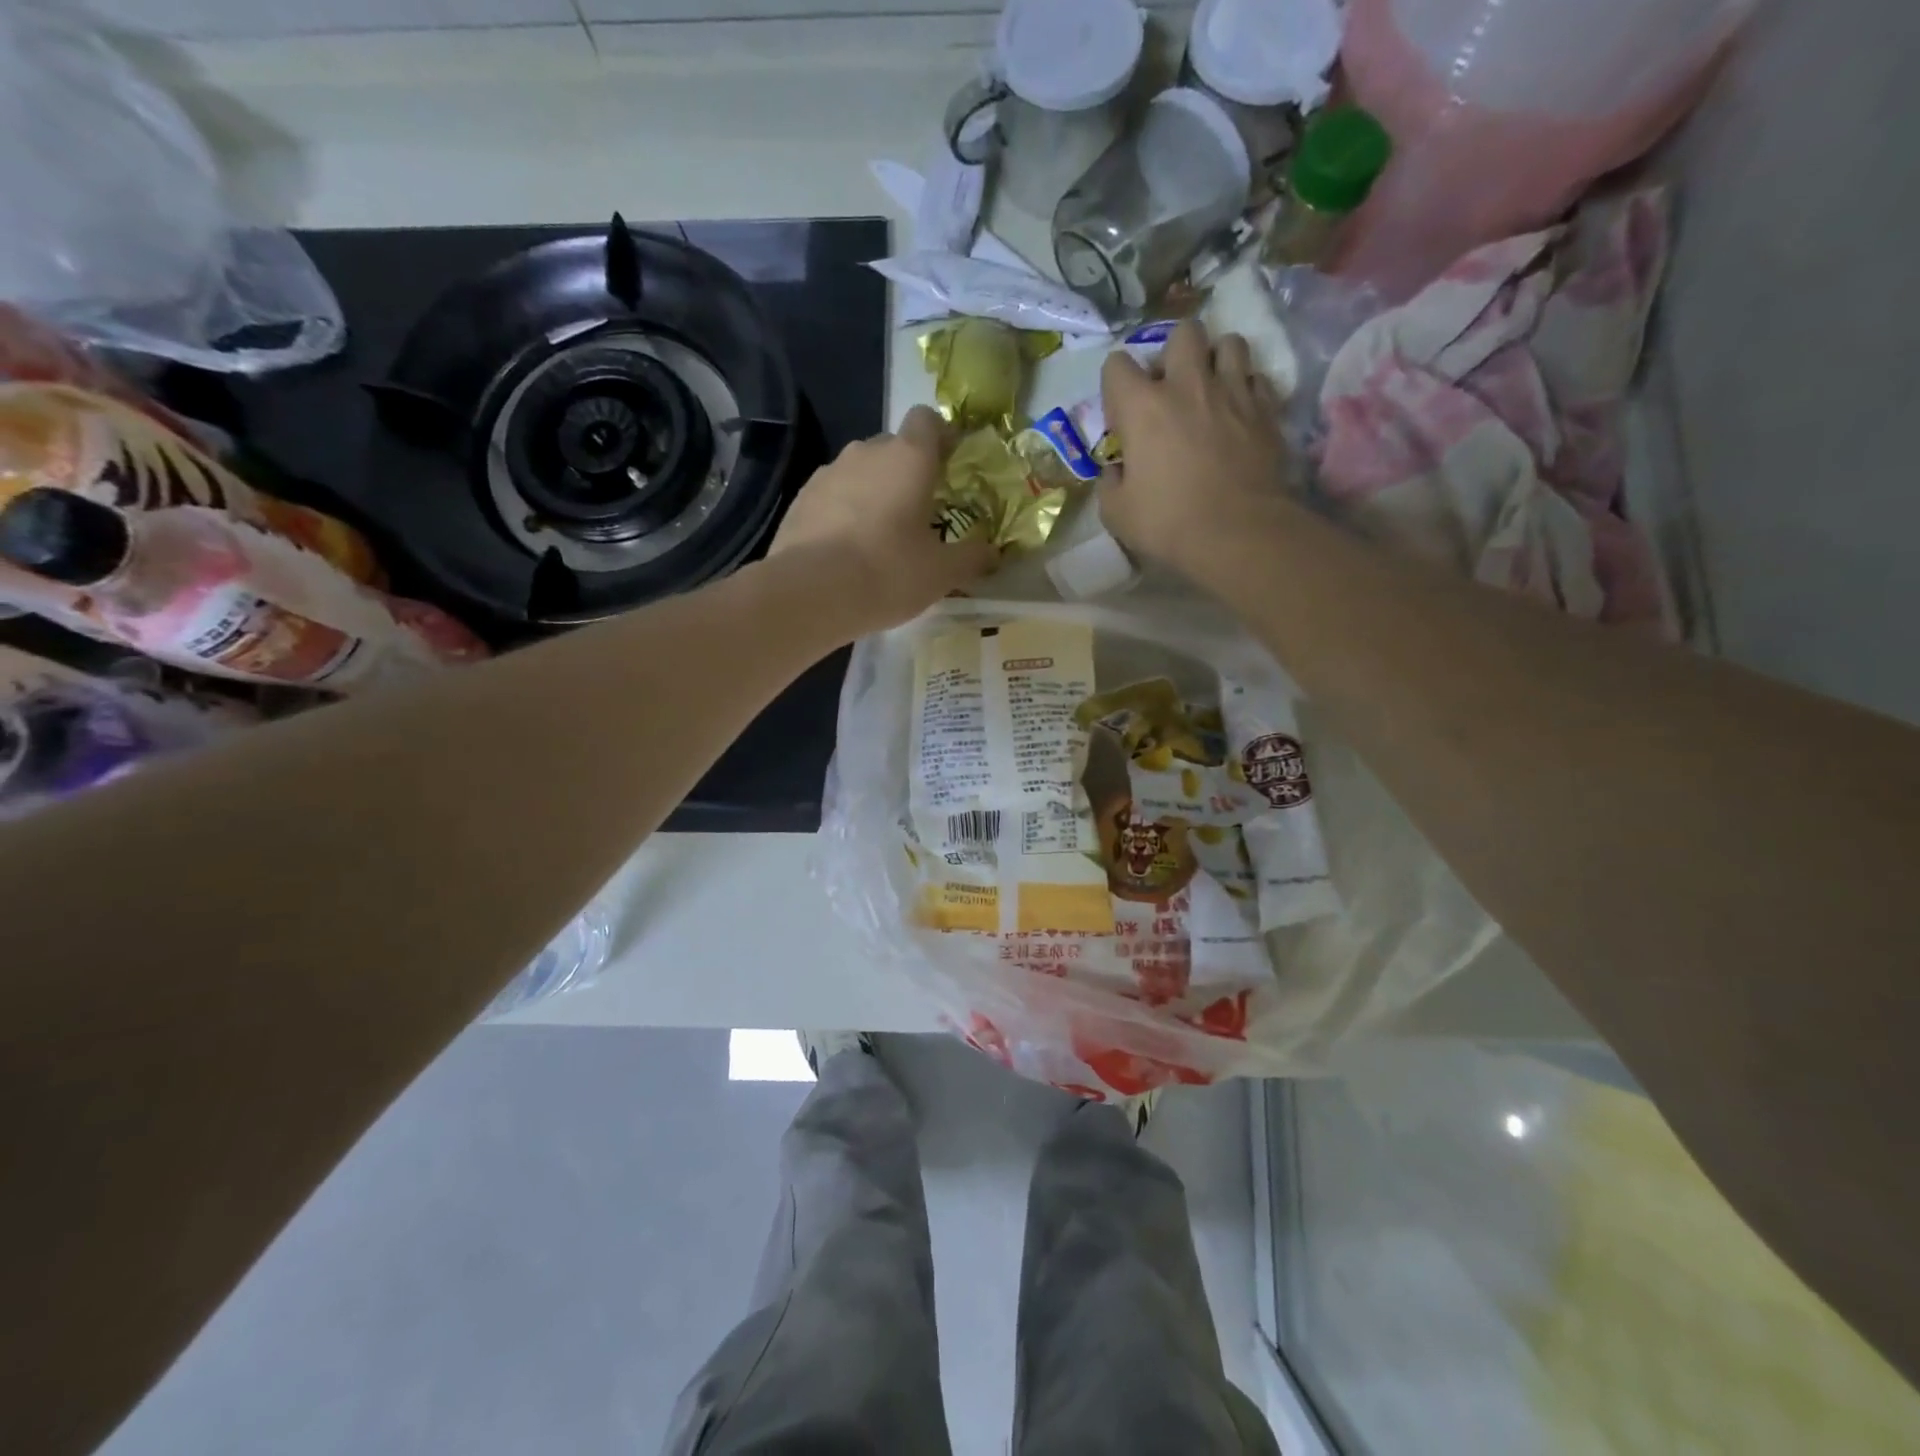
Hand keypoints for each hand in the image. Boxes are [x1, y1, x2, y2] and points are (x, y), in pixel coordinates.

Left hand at [768, 405, 997, 632]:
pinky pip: (833, 495)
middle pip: (893, 447)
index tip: (949, 466)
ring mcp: (828, 472)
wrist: (809, 593)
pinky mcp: (801, 498)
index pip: (927, 419)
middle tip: (919, 514)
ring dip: (873, 493)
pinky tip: (846, 550)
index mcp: (909, 457)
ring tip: (880, 537)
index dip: (941, 437)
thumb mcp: (942, 573)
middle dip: (908, 472)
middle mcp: (866, 452)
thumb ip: (972, 557)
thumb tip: (993, 552)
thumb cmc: (888, 573)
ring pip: (861, 472)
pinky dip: (844, 512)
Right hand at [1098, 320, 1289, 579]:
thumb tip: (1117, 470)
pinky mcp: (1266, 409)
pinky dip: (1246, 387)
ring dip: (1216, 359)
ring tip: (1211, 387)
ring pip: (1229, 342)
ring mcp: (1232, 391)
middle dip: (1174, 352)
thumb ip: (1110, 483)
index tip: (1121, 415)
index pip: (1116, 365)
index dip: (1114, 386)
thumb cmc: (1168, 523)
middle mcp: (1187, 385)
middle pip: (1183, 332)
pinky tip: (1239, 411)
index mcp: (1142, 407)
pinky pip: (1257, 377)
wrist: (1237, 533)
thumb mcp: (1117, 513)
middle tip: (1171, 387)